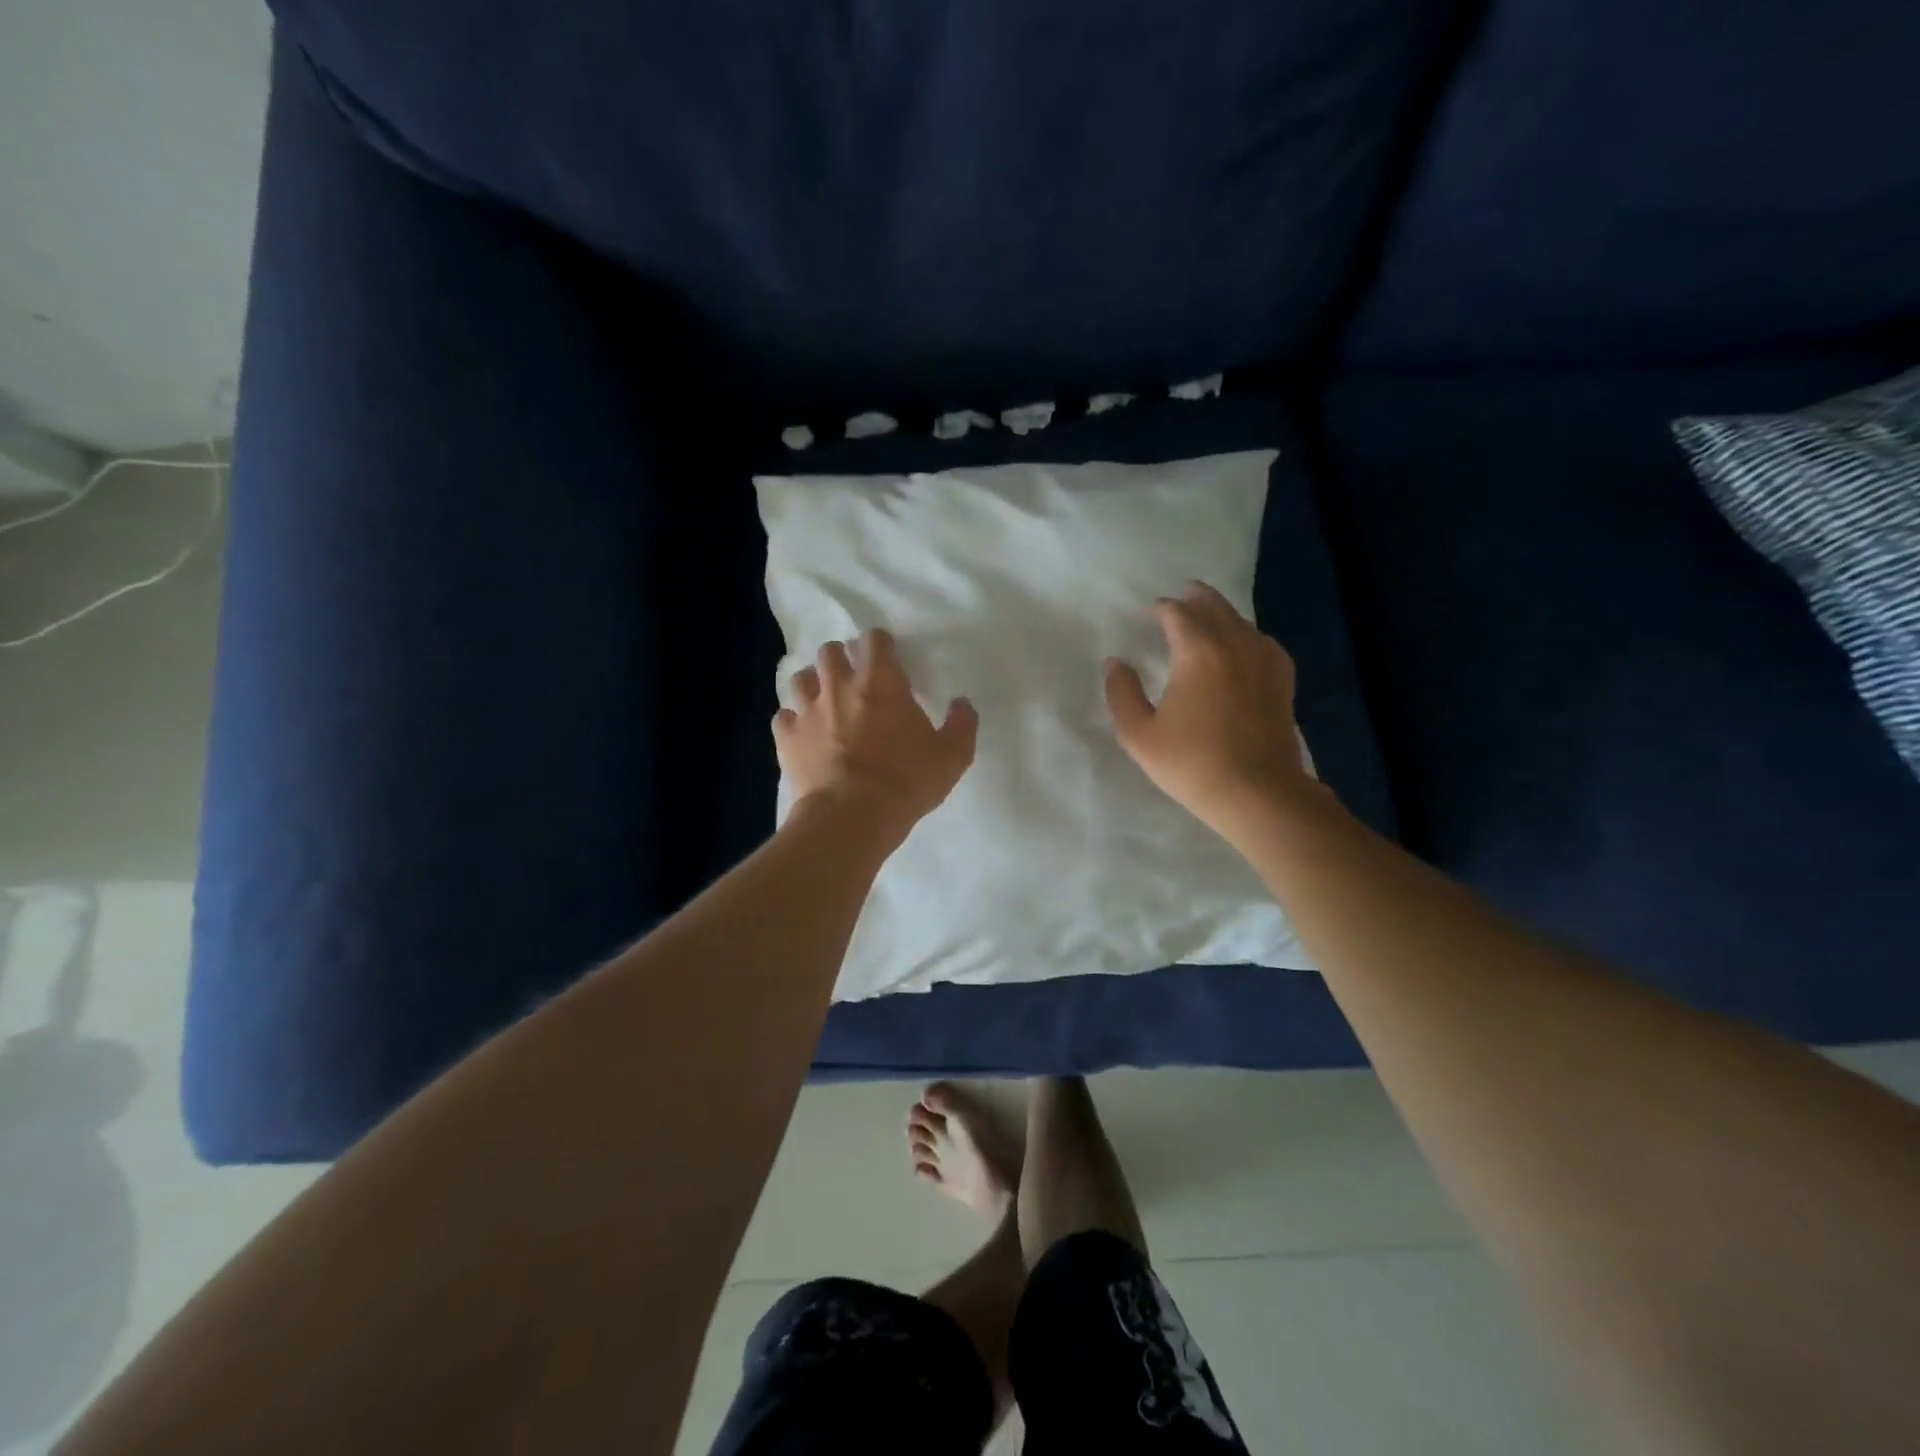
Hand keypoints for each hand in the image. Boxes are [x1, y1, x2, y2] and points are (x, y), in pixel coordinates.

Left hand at [774, 629, 977, 841]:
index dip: (881, 645)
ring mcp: (808, 710)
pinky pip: (783, 718)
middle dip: (841, 659)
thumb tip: (962, 703)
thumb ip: (961, 724)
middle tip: (853, 680)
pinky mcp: (787, 738)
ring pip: (800, 678)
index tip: (887, 661)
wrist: (851, 817)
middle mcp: (840, 686)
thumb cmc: (906, 781)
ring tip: (824, 702)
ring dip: (813, 685)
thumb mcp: (952, 756)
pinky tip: (803, 734)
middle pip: (830, 651)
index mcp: (881, 682)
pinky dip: (793, 722)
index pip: (875, 639)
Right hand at [1104, 582, 1321, 842]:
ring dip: (1221, 614)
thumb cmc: (1192, 764)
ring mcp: (1264, 661)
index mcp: (1197, 652)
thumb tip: (1115, 662)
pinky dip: (1247, 635)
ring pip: (1241, 622)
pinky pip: (1263, 642)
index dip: (1161, 608)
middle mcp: (1234, 645)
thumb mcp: (1140, 734)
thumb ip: (1122, 693)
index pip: (1177, 614)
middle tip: (1181, 596)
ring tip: (1207, 617)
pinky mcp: (1282, 680)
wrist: (1257, 793)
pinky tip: (1243, 646)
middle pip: (1214, 607)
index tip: (1149, 612)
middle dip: (1195, 598)